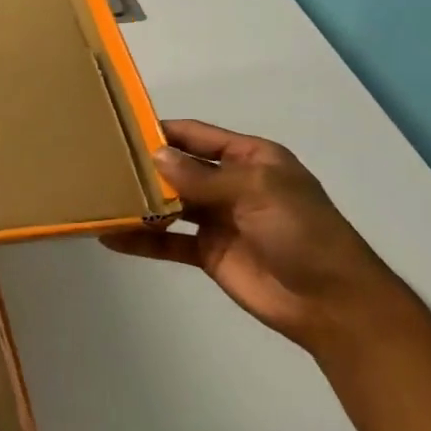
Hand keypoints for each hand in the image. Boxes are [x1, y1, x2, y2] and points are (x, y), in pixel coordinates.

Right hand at [102, 120, 400, 350]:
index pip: (197, 135)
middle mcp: (230, 184)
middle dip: (144, 166)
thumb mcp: (256, 190)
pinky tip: (111, 238)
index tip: (120, 127)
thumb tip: (155, 156)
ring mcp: (218, 220)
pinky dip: (142, 240)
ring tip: (98, 197)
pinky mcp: (208, 254)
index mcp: (250, 158)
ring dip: (140, 202)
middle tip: (98, 164)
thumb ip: (203, 176)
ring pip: (169, 204)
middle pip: (179, 168)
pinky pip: (169, 242)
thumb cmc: (301, 231)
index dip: (162, 131)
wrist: (331, 302)